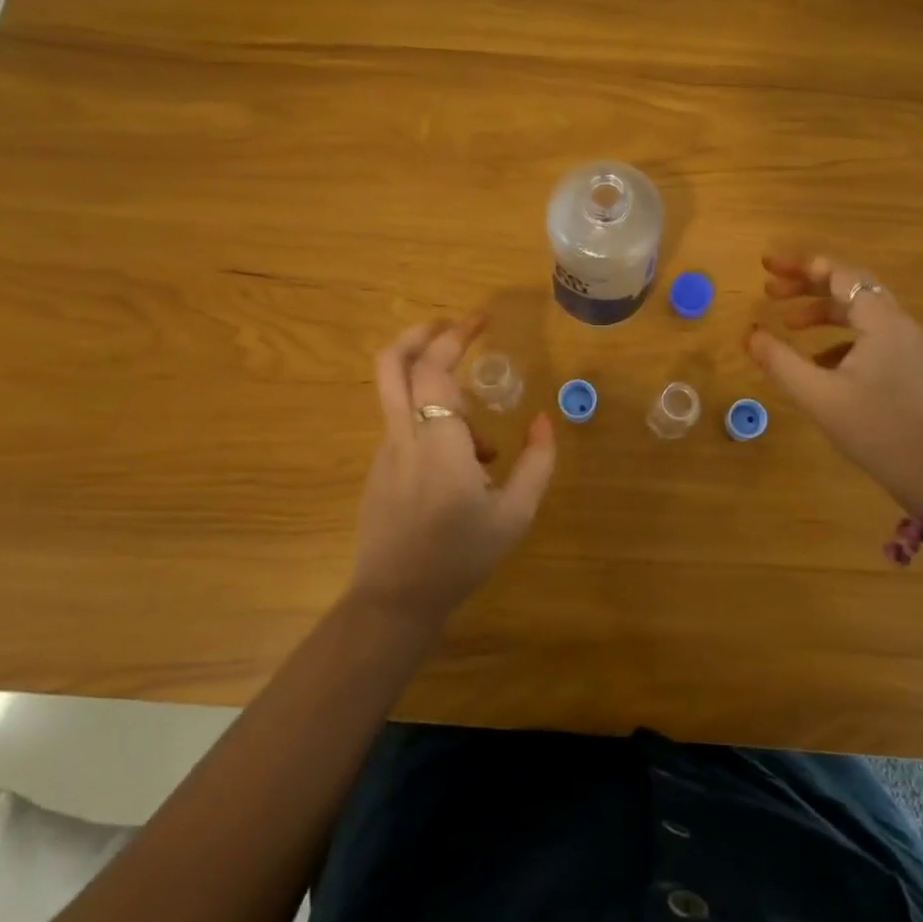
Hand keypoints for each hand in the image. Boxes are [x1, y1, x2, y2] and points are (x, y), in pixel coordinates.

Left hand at [350, 315, 557, 627]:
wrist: (395, 601)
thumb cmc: (459, 557)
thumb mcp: (514, 515)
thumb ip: (536, 463)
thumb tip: (542, 421)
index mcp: (437, 442)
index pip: (433, 369)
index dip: (454, 335)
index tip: (481, 320)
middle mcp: (403, 436)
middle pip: (390, 363)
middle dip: (420, 333)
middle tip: (453, 327)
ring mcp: (385, 453)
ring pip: (398, 394)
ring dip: (437, 388)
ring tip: (483, 442)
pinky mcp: (380, 470)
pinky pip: (406, 428)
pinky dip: (435, 425)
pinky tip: (465, 470)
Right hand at [747, 254, 922, 520]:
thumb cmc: (878, 431)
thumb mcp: (819, 397)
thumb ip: (780, 362)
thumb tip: (749, 334)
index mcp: (881, 321)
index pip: (839, 274)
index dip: (800, 266)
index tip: (766, 267)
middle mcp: (899, 325)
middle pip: (851, 288)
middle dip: (808, 285)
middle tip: (770, 290)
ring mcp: (908, 347)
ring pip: (860, 314)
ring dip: (823, 312)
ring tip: (789, 324)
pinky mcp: (909, 369)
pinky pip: (869, 337)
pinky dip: (839, 338)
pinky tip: (817, 363)